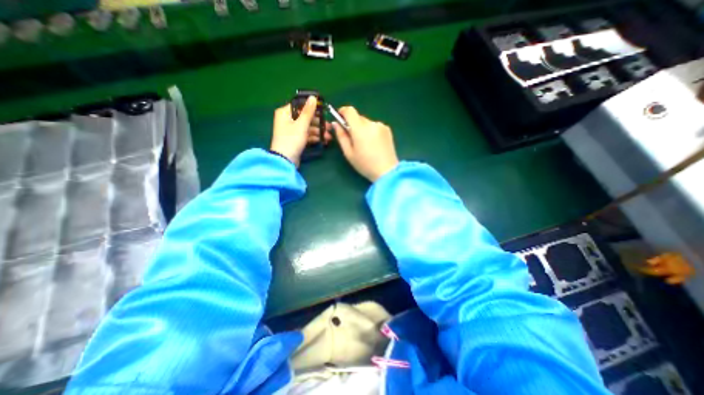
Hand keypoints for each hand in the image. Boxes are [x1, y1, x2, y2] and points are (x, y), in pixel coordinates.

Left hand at [272, 98, 332, 168]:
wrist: (285, 160)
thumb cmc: (292, 140)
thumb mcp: (301, 125)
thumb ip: (308, 111)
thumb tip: (313, 97)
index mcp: (285, 113)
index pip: (300, 105)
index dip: (312, 107)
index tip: (324, 110)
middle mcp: (287, 120)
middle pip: (305, 117)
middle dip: (318, 122)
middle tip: (329, 126)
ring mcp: (292, 131)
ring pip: (307, 127)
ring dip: (318, 131)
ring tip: (328, 136)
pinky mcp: (296, 140)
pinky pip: (306, 135)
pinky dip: (314, 137)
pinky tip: (323, 141)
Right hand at [334, 107, 398, 181]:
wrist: (387, 171)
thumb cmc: (365, 165)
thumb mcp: (349, 153)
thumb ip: (341, 136)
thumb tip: (336, 124)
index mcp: (360, 129)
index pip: (349, 111)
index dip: (343, 112)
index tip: (340, 118)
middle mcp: (371, 123)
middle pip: (358, 117)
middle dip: (353, 124)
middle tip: (352, 138)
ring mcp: (381, 126)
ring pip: (367, 122)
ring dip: (362, 128)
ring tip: (365, 144)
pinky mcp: (387, 129)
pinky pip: (375, 126)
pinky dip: (371, 131)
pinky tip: (374, 144)